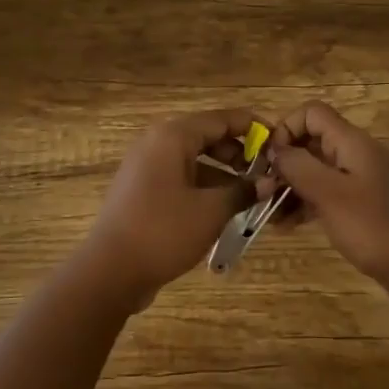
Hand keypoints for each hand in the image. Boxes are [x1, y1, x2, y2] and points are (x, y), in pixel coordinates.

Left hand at [77, 109, 259, 307]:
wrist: (110, 270)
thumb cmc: (164, 231)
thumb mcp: (211, 211)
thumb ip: (242, 191)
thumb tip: (267, 183)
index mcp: (172, 136)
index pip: (221, 119)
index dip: (252, 126)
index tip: (278, 140)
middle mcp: (156, 143)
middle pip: (205, 135)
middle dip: (237, 151)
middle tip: (264, 171)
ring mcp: (145, 166)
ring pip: (192, 158)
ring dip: (221, 171)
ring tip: (249, 193)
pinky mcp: (141, 189)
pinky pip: (179, 176)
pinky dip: (202, 185)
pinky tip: (222, 207)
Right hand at [261, 101, 388, 299]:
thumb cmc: (374, 227)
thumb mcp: (330, 194)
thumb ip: (298, 166)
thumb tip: (275, 150)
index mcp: (352, 143)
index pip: (312, 113)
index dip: (286, 129)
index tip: (269, 160)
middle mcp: (356, 154)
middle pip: (311, 142)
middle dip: (283, 162)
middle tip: (262, 191)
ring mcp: (359, 181)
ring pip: (316, 171)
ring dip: (290, 187)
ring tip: (269, 213)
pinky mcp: (360, 205)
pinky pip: (325, 194)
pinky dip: (305, 204)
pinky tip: (286, 226)